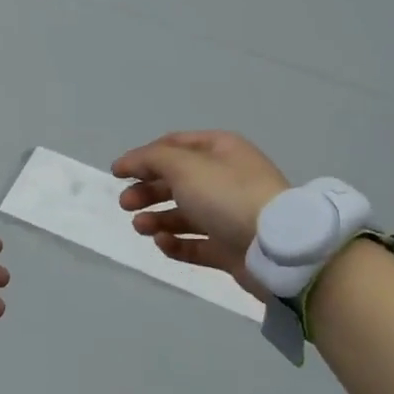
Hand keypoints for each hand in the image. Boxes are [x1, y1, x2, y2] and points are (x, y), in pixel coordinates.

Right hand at [112, 131, 288, 296]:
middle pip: (177, 181)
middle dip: (147, 190)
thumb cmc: (227, 195)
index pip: (175, 145)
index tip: (117, 173)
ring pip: (184, 214)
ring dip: (157, 218)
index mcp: (221, 151)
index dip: (144, 156)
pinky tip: (162, 243)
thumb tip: (129, 162)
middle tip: (125, 204)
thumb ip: (151, 159)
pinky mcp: (230, 248)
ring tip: (140, 227)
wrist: (276, 247)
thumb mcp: (184, 166)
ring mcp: (229, 215)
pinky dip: (176, 243)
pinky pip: (196, 244)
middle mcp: (226, 179)